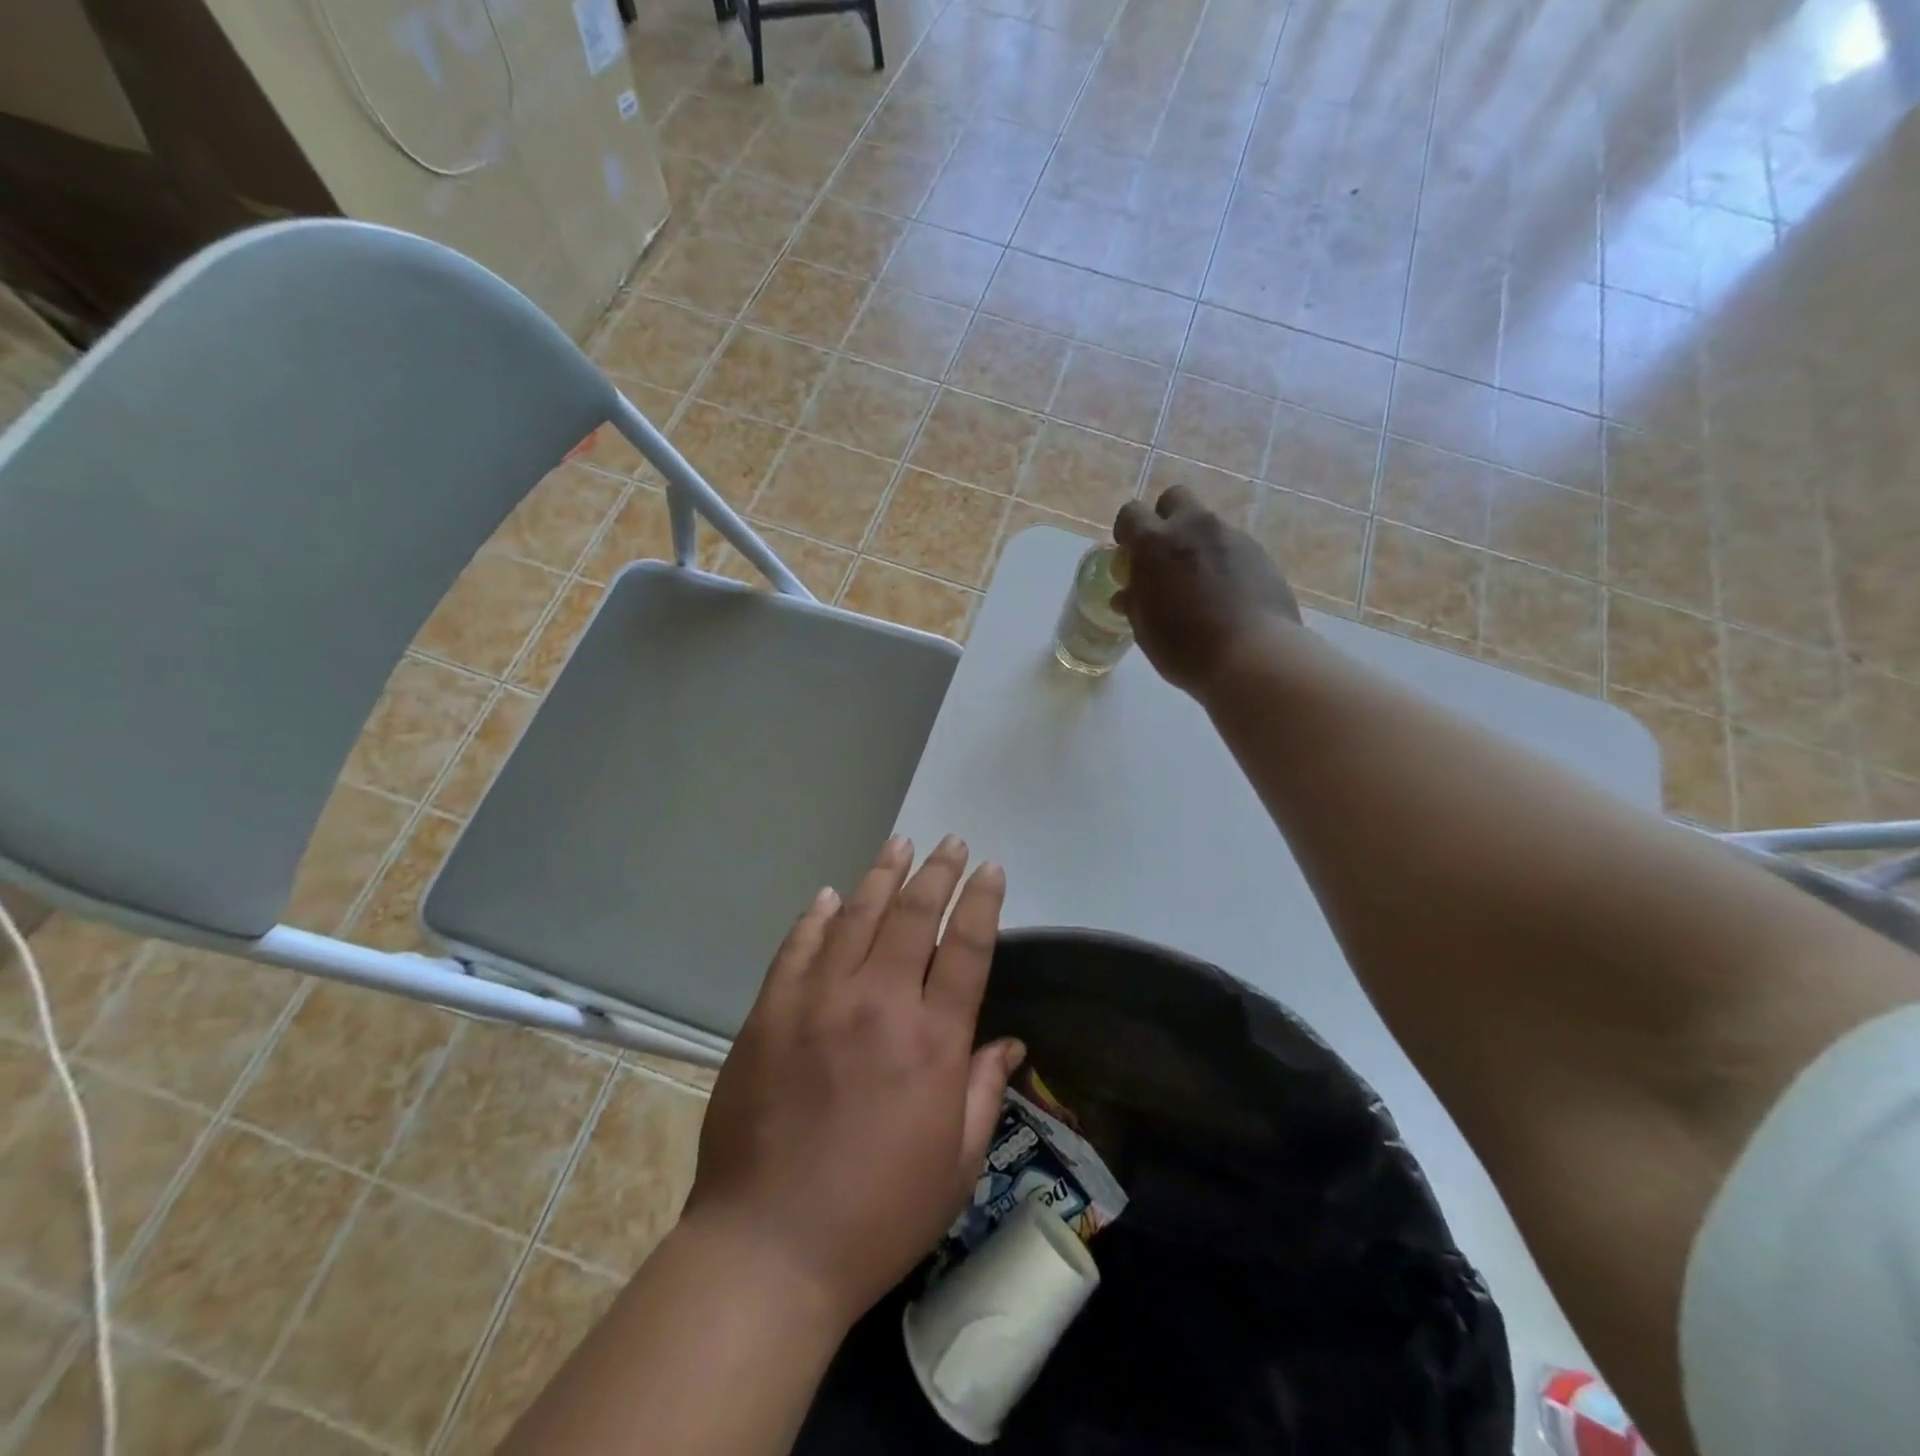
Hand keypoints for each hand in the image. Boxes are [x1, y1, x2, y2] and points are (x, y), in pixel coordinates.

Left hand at [683, 835, 1024, 1326]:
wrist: (769, 1247)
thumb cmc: (877, 1215)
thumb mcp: (955, 1166)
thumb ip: (982, 1092)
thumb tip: (1007, 1043)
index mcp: (932, 1041)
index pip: (968, 948)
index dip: (983, 902)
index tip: (990, 870)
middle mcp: (879, 1003)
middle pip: (914, 916)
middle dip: (937, 872)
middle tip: (951, 843)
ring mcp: (818, 1002)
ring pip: (857, 918)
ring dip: (882, 876)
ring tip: (899, 844)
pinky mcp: (770, 1013)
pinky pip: (798, 948)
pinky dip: (817, 917)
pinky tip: (831, 896)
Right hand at [1113, 484, 1301, 693]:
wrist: (1252, 656)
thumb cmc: (1184, 647)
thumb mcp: (1145, 629)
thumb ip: (1135, 602)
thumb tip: (1127, 594)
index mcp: (1155, 543)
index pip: (1131, 513)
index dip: (1126, 531)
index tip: (1128, 554)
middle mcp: (1193, 527)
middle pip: (1174, 498)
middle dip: (1165, 518)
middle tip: (1164, 555)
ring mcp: (1231, 536)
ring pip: (1207, 524)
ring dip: (1197, 543)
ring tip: (1199, 583)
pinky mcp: (1260, 552)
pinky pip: (1233, 546)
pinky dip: (1224, 561)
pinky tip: (1226, 594)